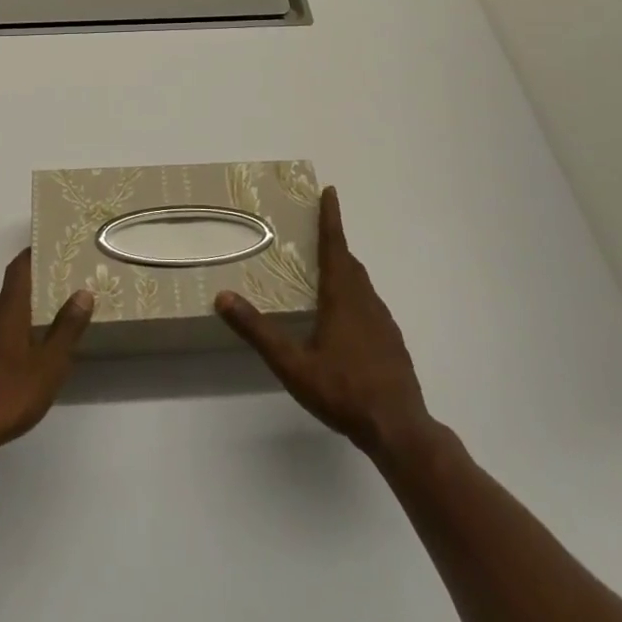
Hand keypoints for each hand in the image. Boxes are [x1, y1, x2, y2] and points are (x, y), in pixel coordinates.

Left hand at [0, 248, 93, 452]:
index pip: (18, 270)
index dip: (30, 257)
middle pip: (7, 301)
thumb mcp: (49, 365)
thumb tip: (83, 293)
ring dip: (11, 332)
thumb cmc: (9, 393)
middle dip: (27, 305)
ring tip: (32, 350)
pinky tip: (8, 376)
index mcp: (6, 311)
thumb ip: (66, 329)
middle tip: (49, 315)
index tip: (44, 251)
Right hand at [216, 186, 433, 456]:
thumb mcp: (292, 364)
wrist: (399, 429)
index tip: (330, 191)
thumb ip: (258, 330)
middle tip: (316, 232)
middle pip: (349, 262)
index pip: (335, 246)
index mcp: (342, 297)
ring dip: (344, 270)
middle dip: (334, 243)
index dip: (331, 218)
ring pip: (361, 285)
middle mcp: (365, 301)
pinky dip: (354, 296)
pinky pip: (369, 305)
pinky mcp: (392, 342)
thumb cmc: (343, 390)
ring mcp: (383, 322)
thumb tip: (222, 296)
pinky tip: (344, 320)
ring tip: (325, 272)